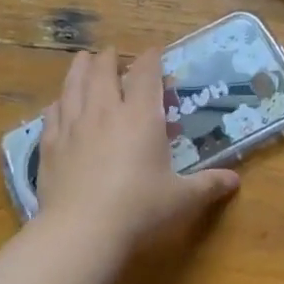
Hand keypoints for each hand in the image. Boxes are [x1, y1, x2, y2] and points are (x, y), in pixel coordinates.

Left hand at [37, 48, 237, 246]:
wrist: (82, 230)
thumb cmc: (139, 209)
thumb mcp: (181, 198)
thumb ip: (208, 185)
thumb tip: (234, 181)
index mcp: (140, 116)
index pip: (145, 74)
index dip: (151, 59)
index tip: (154, 53)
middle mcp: (105, 111)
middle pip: (103, 71)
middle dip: (109, 58)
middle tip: (112, 53)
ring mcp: (73, 126)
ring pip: (73, 85)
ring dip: (79, 68)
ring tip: (82, 59)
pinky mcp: (50, 145)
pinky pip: (52, 113)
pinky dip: (58, 102)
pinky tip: (58, 103)